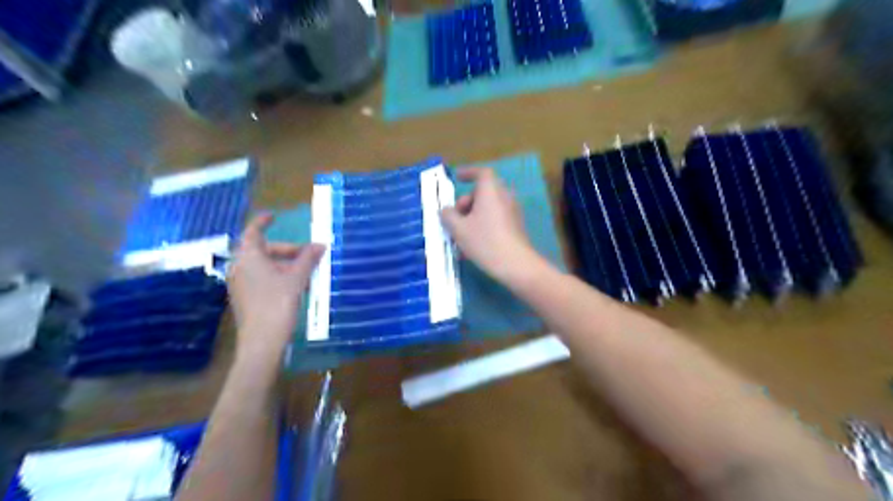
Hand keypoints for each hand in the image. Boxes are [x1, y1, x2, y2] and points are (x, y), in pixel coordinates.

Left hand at [227, 213, 325, 362]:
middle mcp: (240, 267)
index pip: (253, 232)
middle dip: (287, 249)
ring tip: (307, 273)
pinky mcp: (245, 297)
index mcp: (249, 257)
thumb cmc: (278, 303)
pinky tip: (297, 286)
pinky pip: (262, 278)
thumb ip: (308, 258)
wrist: (262, 341)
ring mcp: (240, 283)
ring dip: (285, 264)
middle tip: (308, 254)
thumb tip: (320, 245)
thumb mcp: (297, 278)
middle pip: (263, 250)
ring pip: (264, 265)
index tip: (274, 216)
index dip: (262, 222)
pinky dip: (278, 276)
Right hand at [441, 168, 539, 285]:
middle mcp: (504, 197)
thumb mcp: (458, 229)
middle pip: (483, 192)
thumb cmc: (485, 241)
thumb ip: (448, 216)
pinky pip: (495, 220)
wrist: (516, 264)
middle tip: (455, 218)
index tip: (457, 178)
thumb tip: (446, 210)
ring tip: (460, 238)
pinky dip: (482, 227)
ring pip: (488, 208)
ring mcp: (512, 212)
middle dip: (466, 203)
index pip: (481, 172)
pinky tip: (472, 248)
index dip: (468, 172)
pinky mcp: (515, 227)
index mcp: (491, 191)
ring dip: (472, 218)